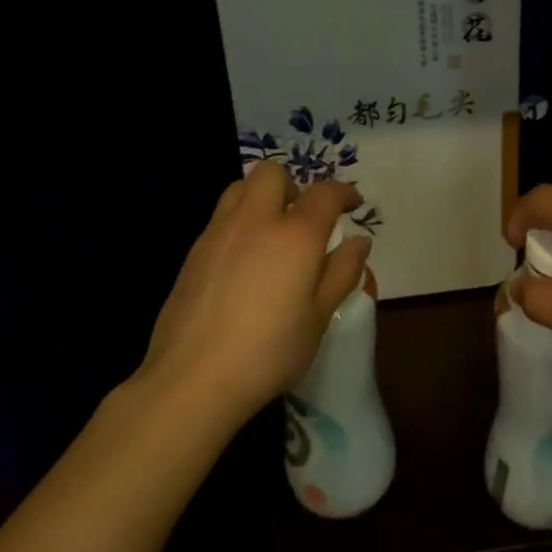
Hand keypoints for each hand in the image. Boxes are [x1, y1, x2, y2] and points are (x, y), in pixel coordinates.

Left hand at [136, 161, 370, 426]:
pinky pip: (221, 217)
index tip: (352, 205)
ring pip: (240, 187)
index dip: (343, 193)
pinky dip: (239, 222)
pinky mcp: (193, 252)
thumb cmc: (269, 351)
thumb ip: (342, 272)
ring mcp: (218, 232)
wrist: (193, 378)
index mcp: (295, 235)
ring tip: (272, 233)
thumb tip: (358, 241)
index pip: (325, 193)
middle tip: (304, 218)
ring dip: (261, 197)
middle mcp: (255, 220)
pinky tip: (244, 261)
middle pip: (272, 173)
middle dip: (294, 185)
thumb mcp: (319, 316)